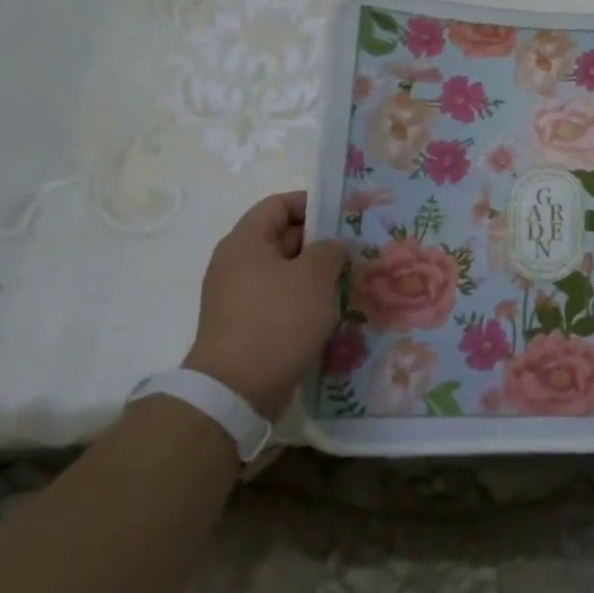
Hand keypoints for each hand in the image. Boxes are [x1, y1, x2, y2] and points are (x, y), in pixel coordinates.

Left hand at [184, 191, 347, 417]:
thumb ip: (330, 249)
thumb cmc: (277, 320)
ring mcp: (239, 296)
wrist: (236, 389)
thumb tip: (334, 245)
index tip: (345, 214)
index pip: (279, 204)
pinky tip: (331, 308)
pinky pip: (280, 298)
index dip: (313, 203)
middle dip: (320, 240)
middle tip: (357, 247)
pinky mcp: (247, 323)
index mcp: (245, 242)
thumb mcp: (313, 276)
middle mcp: (237, 263)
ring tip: (350, 278)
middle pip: (282, 236)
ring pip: (284, 271)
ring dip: (315, 272)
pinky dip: (304, 298)